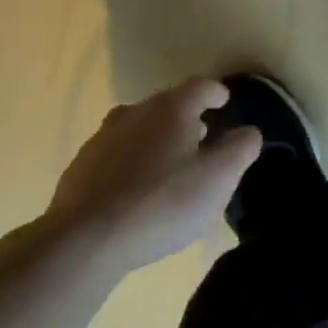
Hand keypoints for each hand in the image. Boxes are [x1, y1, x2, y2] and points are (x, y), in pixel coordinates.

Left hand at [46, 78, 261, 272]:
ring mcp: (102, 139)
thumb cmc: (163, 202)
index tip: (225, 102)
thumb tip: (247, 132)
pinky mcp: (80, 168)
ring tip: (169, 167)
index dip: (217, 93)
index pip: (201, 87)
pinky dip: (131, 164)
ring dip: (157, 140)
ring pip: (139, 129)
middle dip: (188, 119)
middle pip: (168, 106)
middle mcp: (135, 112)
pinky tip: (135, 192)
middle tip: (202, 140)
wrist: (85, 240)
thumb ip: (240, 149)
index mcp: (172, 109)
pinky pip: (116, 155)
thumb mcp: (218, 178)